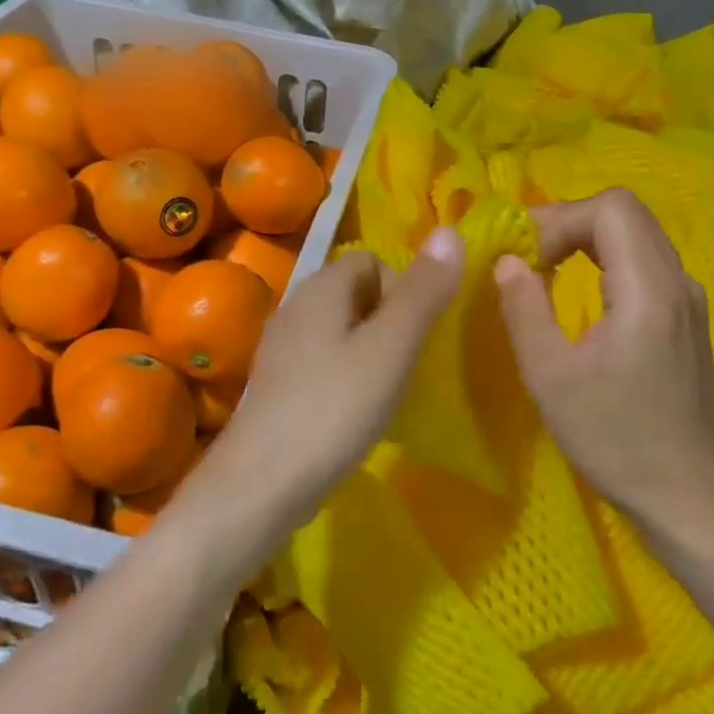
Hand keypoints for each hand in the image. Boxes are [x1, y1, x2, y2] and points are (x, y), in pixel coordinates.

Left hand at [186, 228, 464, 550]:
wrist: (262, 482)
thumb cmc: (334, 408)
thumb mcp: (390, 348)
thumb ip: (422, 292)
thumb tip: (450, 231)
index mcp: (319, 288)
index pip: (370, 259)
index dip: (401, 286)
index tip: (414, 332)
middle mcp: (295, 307)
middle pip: (354, 292)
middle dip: (389, 318)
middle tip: (406, 362)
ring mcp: (281, 347)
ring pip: (340, 329)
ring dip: (370, 349)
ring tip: (387, 388)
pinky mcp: (278, 384)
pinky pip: (324, 360)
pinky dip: (347, 374)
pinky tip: (356, 410)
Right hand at [493, 189, 713, 516]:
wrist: (684, 493)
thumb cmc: (613, 437)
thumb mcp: (550, 376)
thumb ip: (524, 308)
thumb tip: (506, 261)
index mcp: (649, 289)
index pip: (611, 207)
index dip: (560, 217)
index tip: (524, 255)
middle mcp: (678, 281)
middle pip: (625, 212)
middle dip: (569, 222)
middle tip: (526, 255)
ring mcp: (688, 299)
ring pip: (636, 234)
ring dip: (586, 239)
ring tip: (544, 269)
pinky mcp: (685, 318)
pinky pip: (644, 262)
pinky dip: (605, 260)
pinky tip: (580, 294)